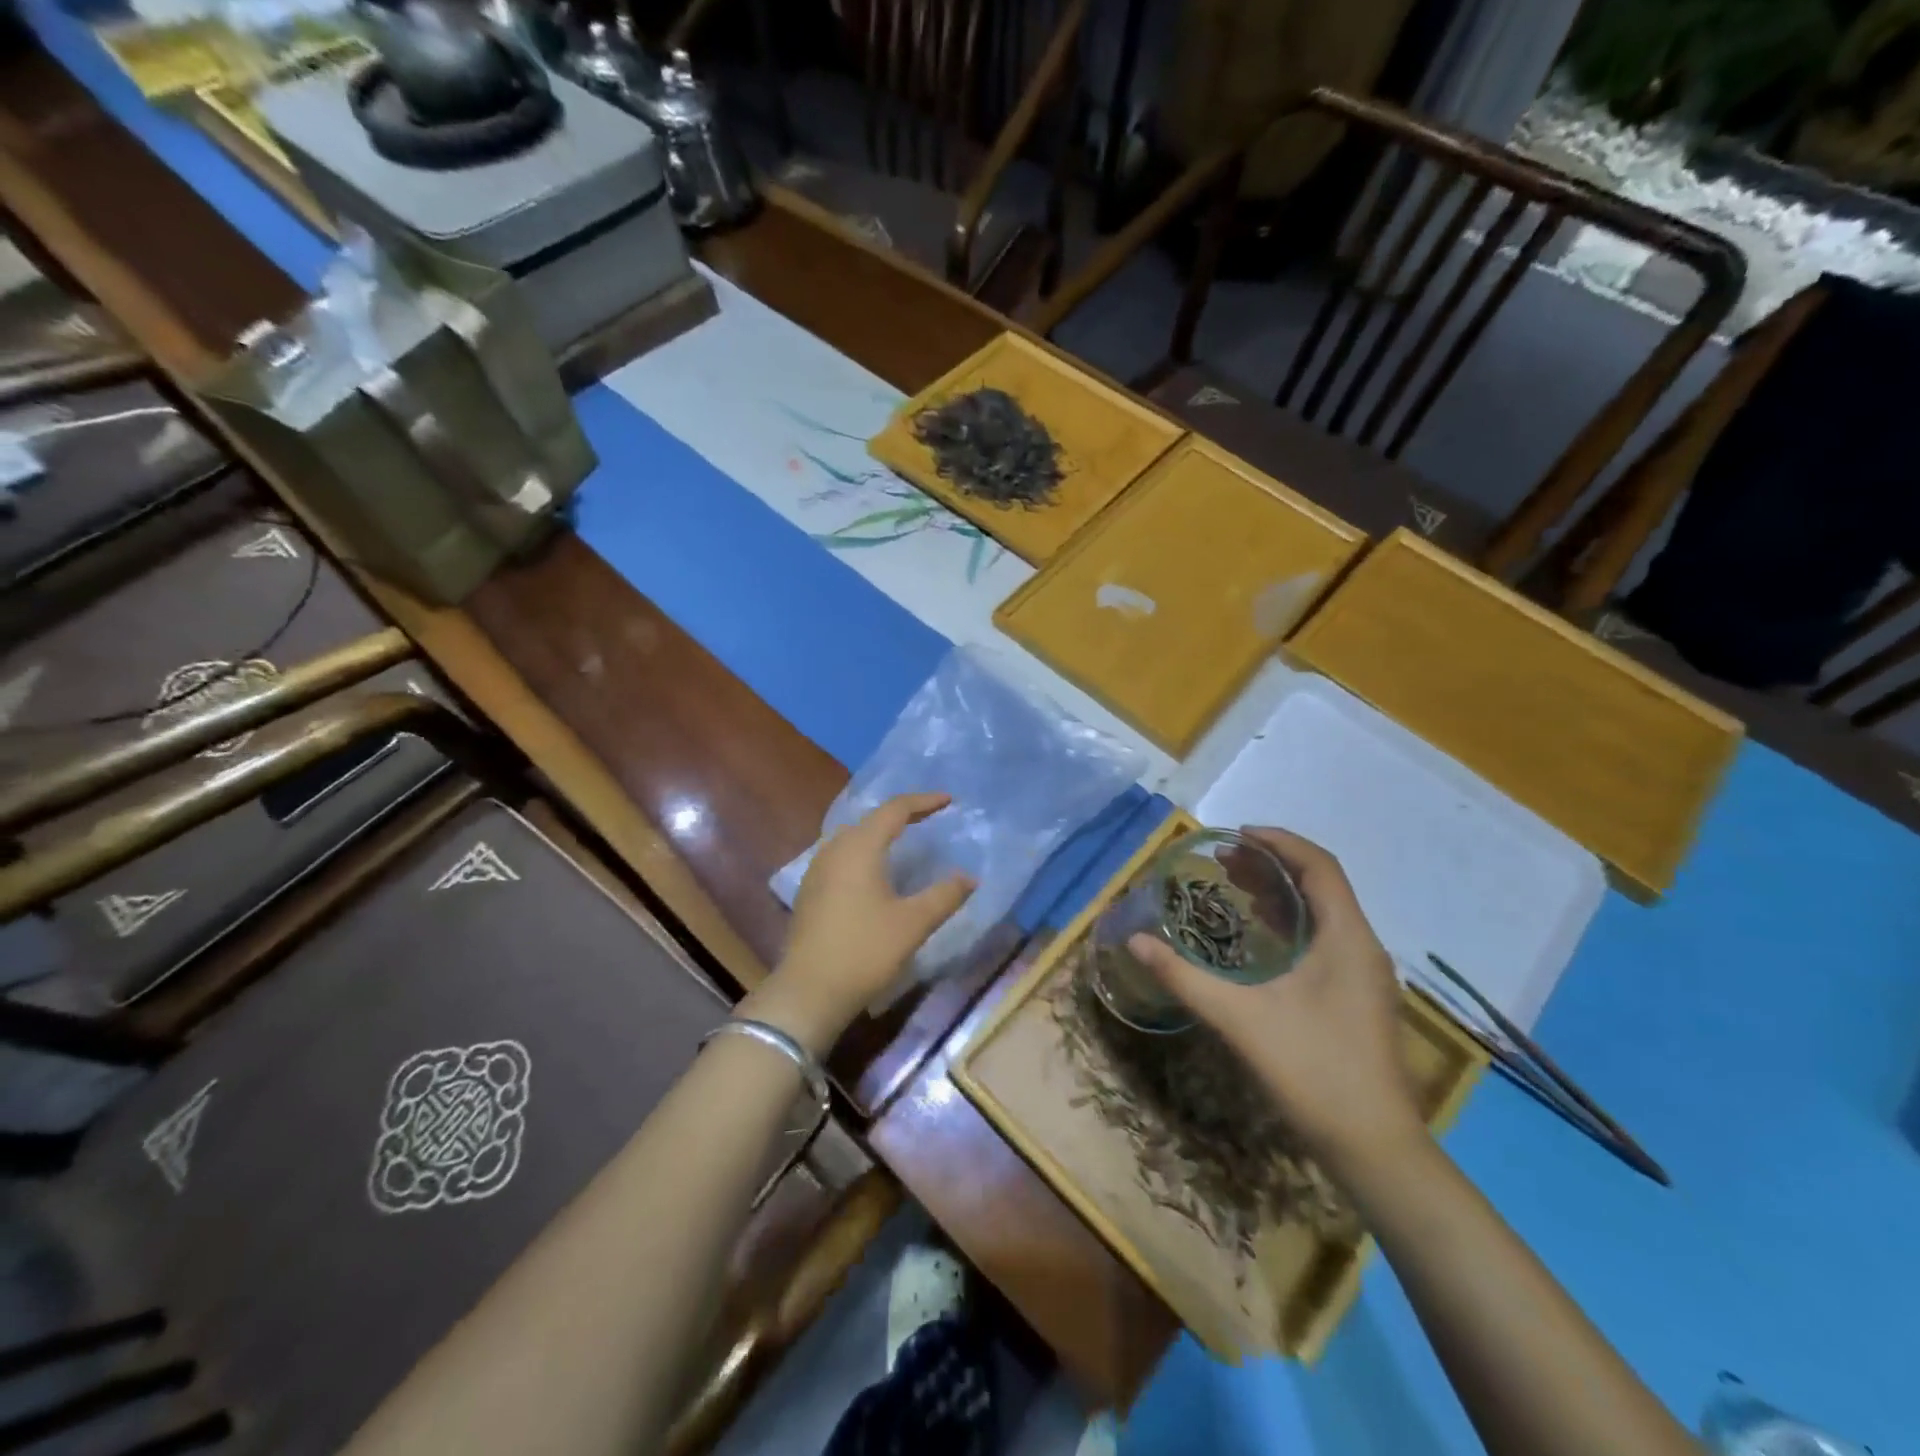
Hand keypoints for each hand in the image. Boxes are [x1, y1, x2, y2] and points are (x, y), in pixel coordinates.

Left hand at [743, 793, 974, 1055]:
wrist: (808, 992)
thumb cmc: (864, 951)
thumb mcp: (913, 923)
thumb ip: (945, 895)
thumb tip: (970, 877)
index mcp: (859, 847)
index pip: (894, 810)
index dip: (923, 801)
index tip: (949, 801)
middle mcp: (834, 849)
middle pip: (870, 819)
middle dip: (902, 814)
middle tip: (929, 817)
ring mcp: (817, 870)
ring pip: (852, 837)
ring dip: (879, 833)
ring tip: (904, 838)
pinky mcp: (810, 891)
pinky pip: (841, 856)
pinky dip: (864, 851)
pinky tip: (874, 871)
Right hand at [1128, 827, 1425, 1168]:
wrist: (1374, 1147)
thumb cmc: (1312, 1070)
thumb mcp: (1239, 1018)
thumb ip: (1184, 977)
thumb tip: (1136, 942)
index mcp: (1347, 937)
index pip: (1319, 865)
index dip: (1278, 841)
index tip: (1234, 834)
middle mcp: (1363, 946)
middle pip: (1321, 884)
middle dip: (1273, 864)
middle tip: (1223, 861)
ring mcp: (1365, 974)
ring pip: (1325, 913)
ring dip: (1282, 893)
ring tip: (1235, 888)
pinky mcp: (1359, 998)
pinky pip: (1326, 938)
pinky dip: (1291, 923)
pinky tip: (1260, 940)